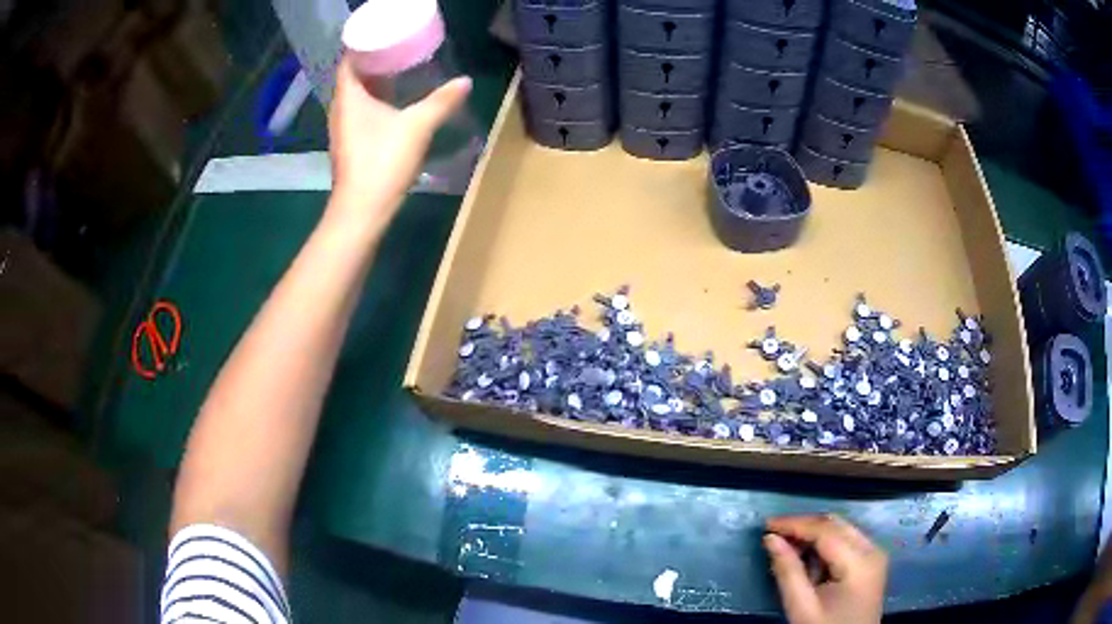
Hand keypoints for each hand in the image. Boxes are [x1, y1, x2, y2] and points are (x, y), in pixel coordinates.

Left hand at [327, 56, 471, 226]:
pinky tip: (394, 103)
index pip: (349, 60)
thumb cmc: (382, 161)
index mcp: (349, 97)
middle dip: (374, 61)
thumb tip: (465, 81)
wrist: (362, 210)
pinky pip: (360, 112)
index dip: (365, 45)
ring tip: (401, 71)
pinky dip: (374, 101)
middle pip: (353, 76)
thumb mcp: (417, 126)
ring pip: (356, 96)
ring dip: (375, 82)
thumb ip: (441, 102)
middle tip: (401, 50)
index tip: (388, 38)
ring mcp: (343, 129)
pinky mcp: (349, 145)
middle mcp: (340, 109)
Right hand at [764, 515, 887, 623]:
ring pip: (841, 530)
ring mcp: (875, 554)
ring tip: (786, 547)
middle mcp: (873, 549)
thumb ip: (787, 571)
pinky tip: (807, 558)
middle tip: (773, 534)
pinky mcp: (871, 562)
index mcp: (860, 561)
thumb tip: (770, 539)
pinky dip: (825, 544)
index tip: (765, 525)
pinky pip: (846, 541)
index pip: (825, 531)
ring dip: (813, 535)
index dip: (794, 524)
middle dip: (803, 526)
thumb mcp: (801, 607)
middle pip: (836, 525)